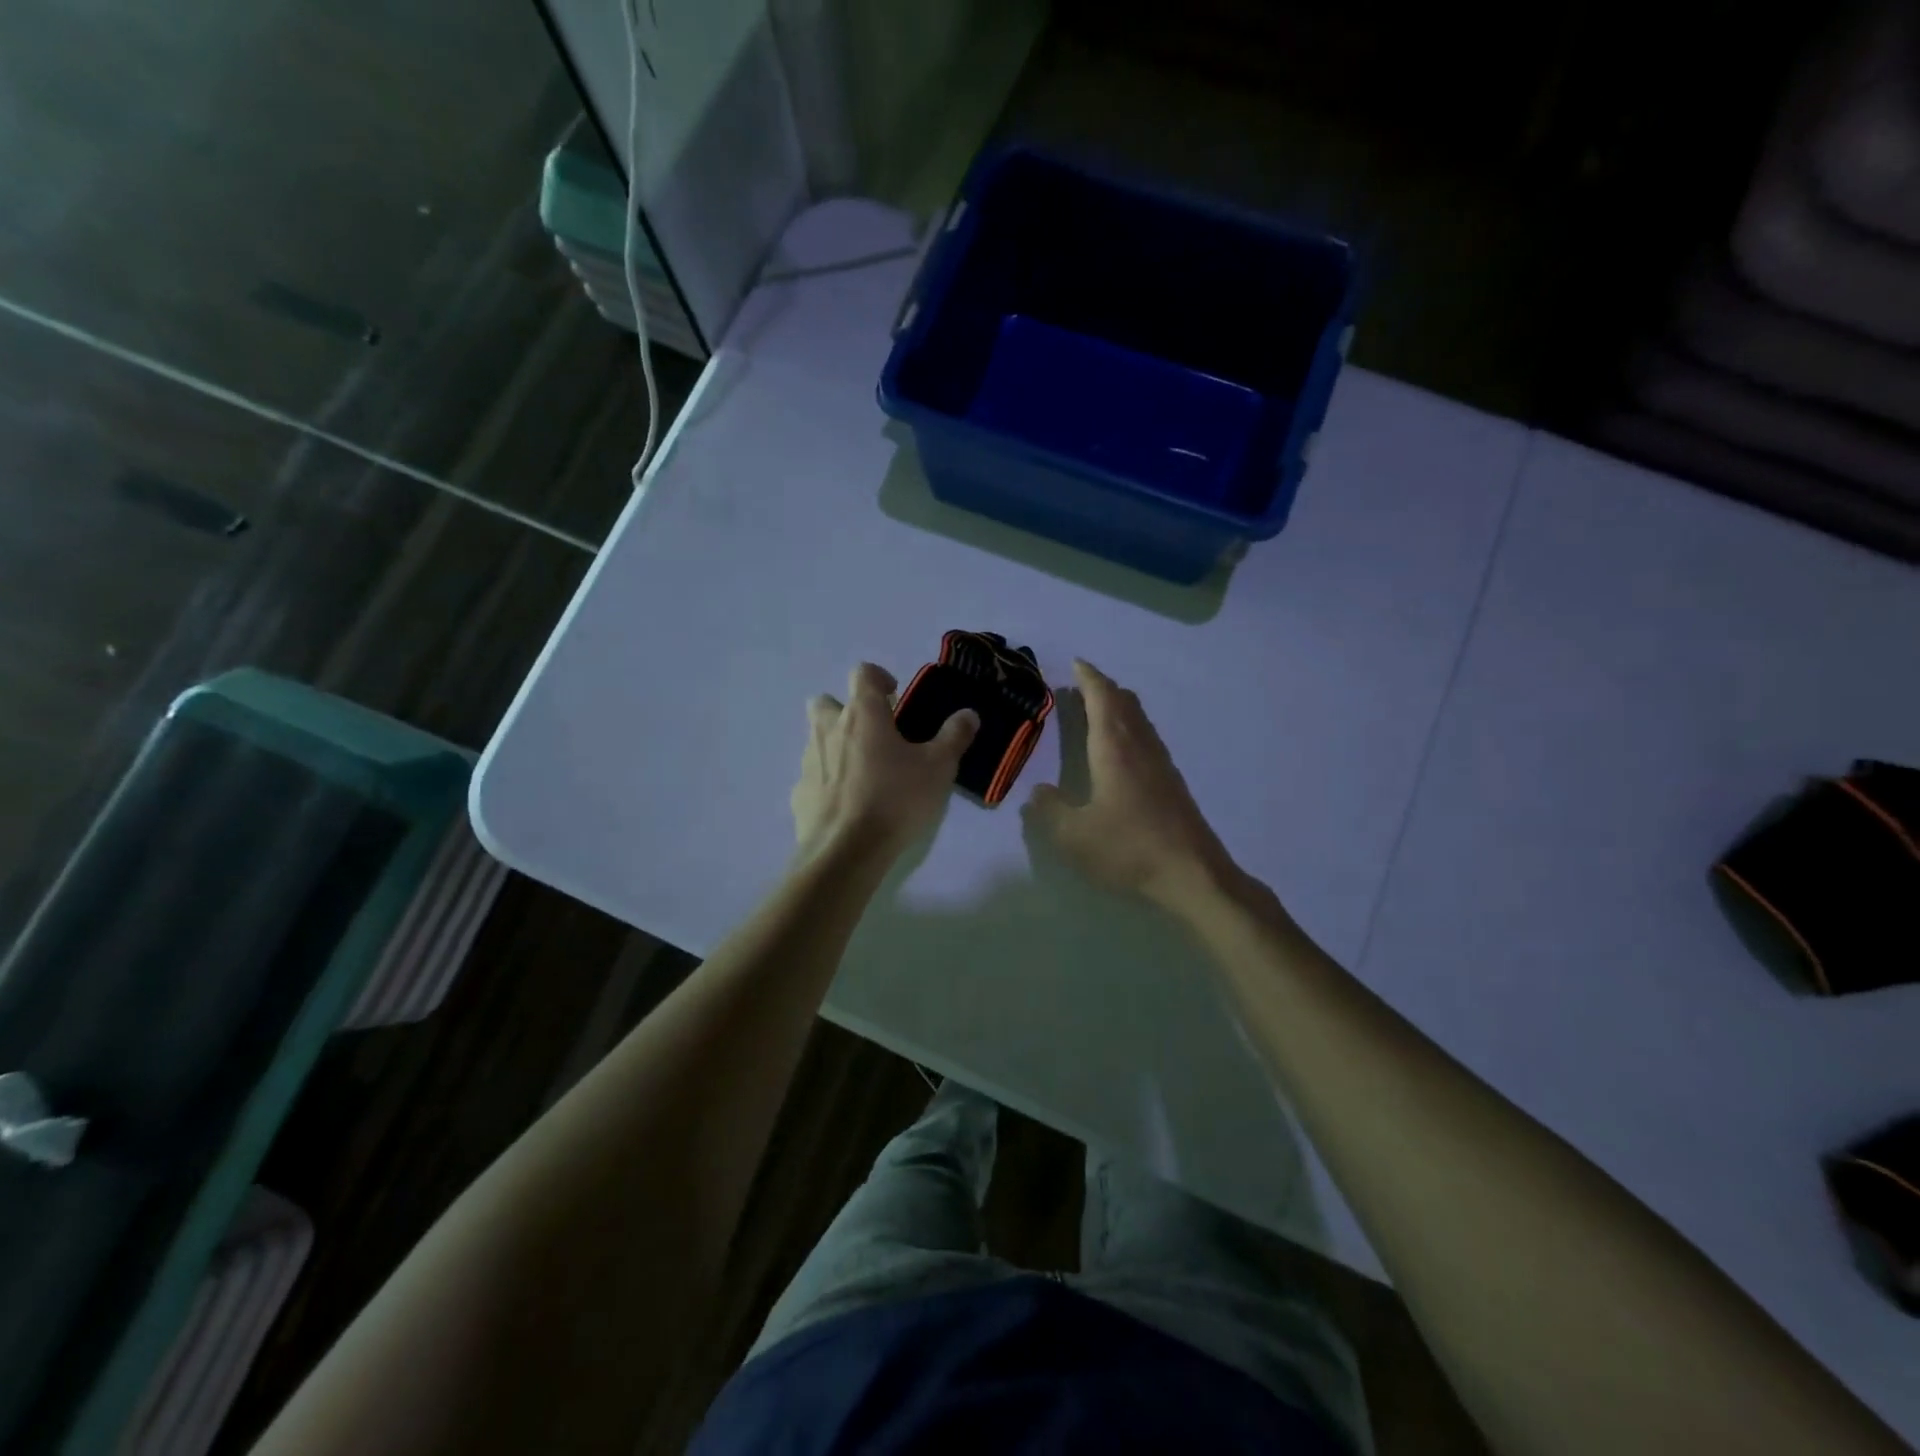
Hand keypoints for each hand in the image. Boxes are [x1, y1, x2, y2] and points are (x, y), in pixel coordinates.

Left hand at [792, 662, 978, 860]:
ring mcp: (808, 761)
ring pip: (817, 739)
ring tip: (864, 772)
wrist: (845, 851)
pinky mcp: (799, 793)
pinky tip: (848, 804)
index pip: (862, 673)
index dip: (878, 677)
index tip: (894, 696)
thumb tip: (968, 714)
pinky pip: (813, 776)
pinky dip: (828, 781)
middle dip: (845, 710)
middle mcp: (829, 729)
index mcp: (862, 714)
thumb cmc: (895, 799)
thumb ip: (954, 736)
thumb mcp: (938, 767)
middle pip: (826, 702)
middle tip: (872, 733)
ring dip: (836, 745)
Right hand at [1023, 660, 1238, 910]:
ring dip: (1118, 706)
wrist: (1192, 874)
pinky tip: (1124, 749)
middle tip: (1082, 684)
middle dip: (1103, 688)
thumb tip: (1038, 792)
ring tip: (1099, 708)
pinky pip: (1147, 738)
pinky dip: (1130, 727)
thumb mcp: (1074, 836)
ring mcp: (1161, 764)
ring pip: (1139, 720)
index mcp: (1115, 749)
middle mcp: (1140, 747)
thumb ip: (1050, 811)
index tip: (1076, 663)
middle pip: (1124, 703)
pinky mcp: (1172, 783)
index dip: (1088, 678)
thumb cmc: (1129, 848)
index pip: (1101, 699)